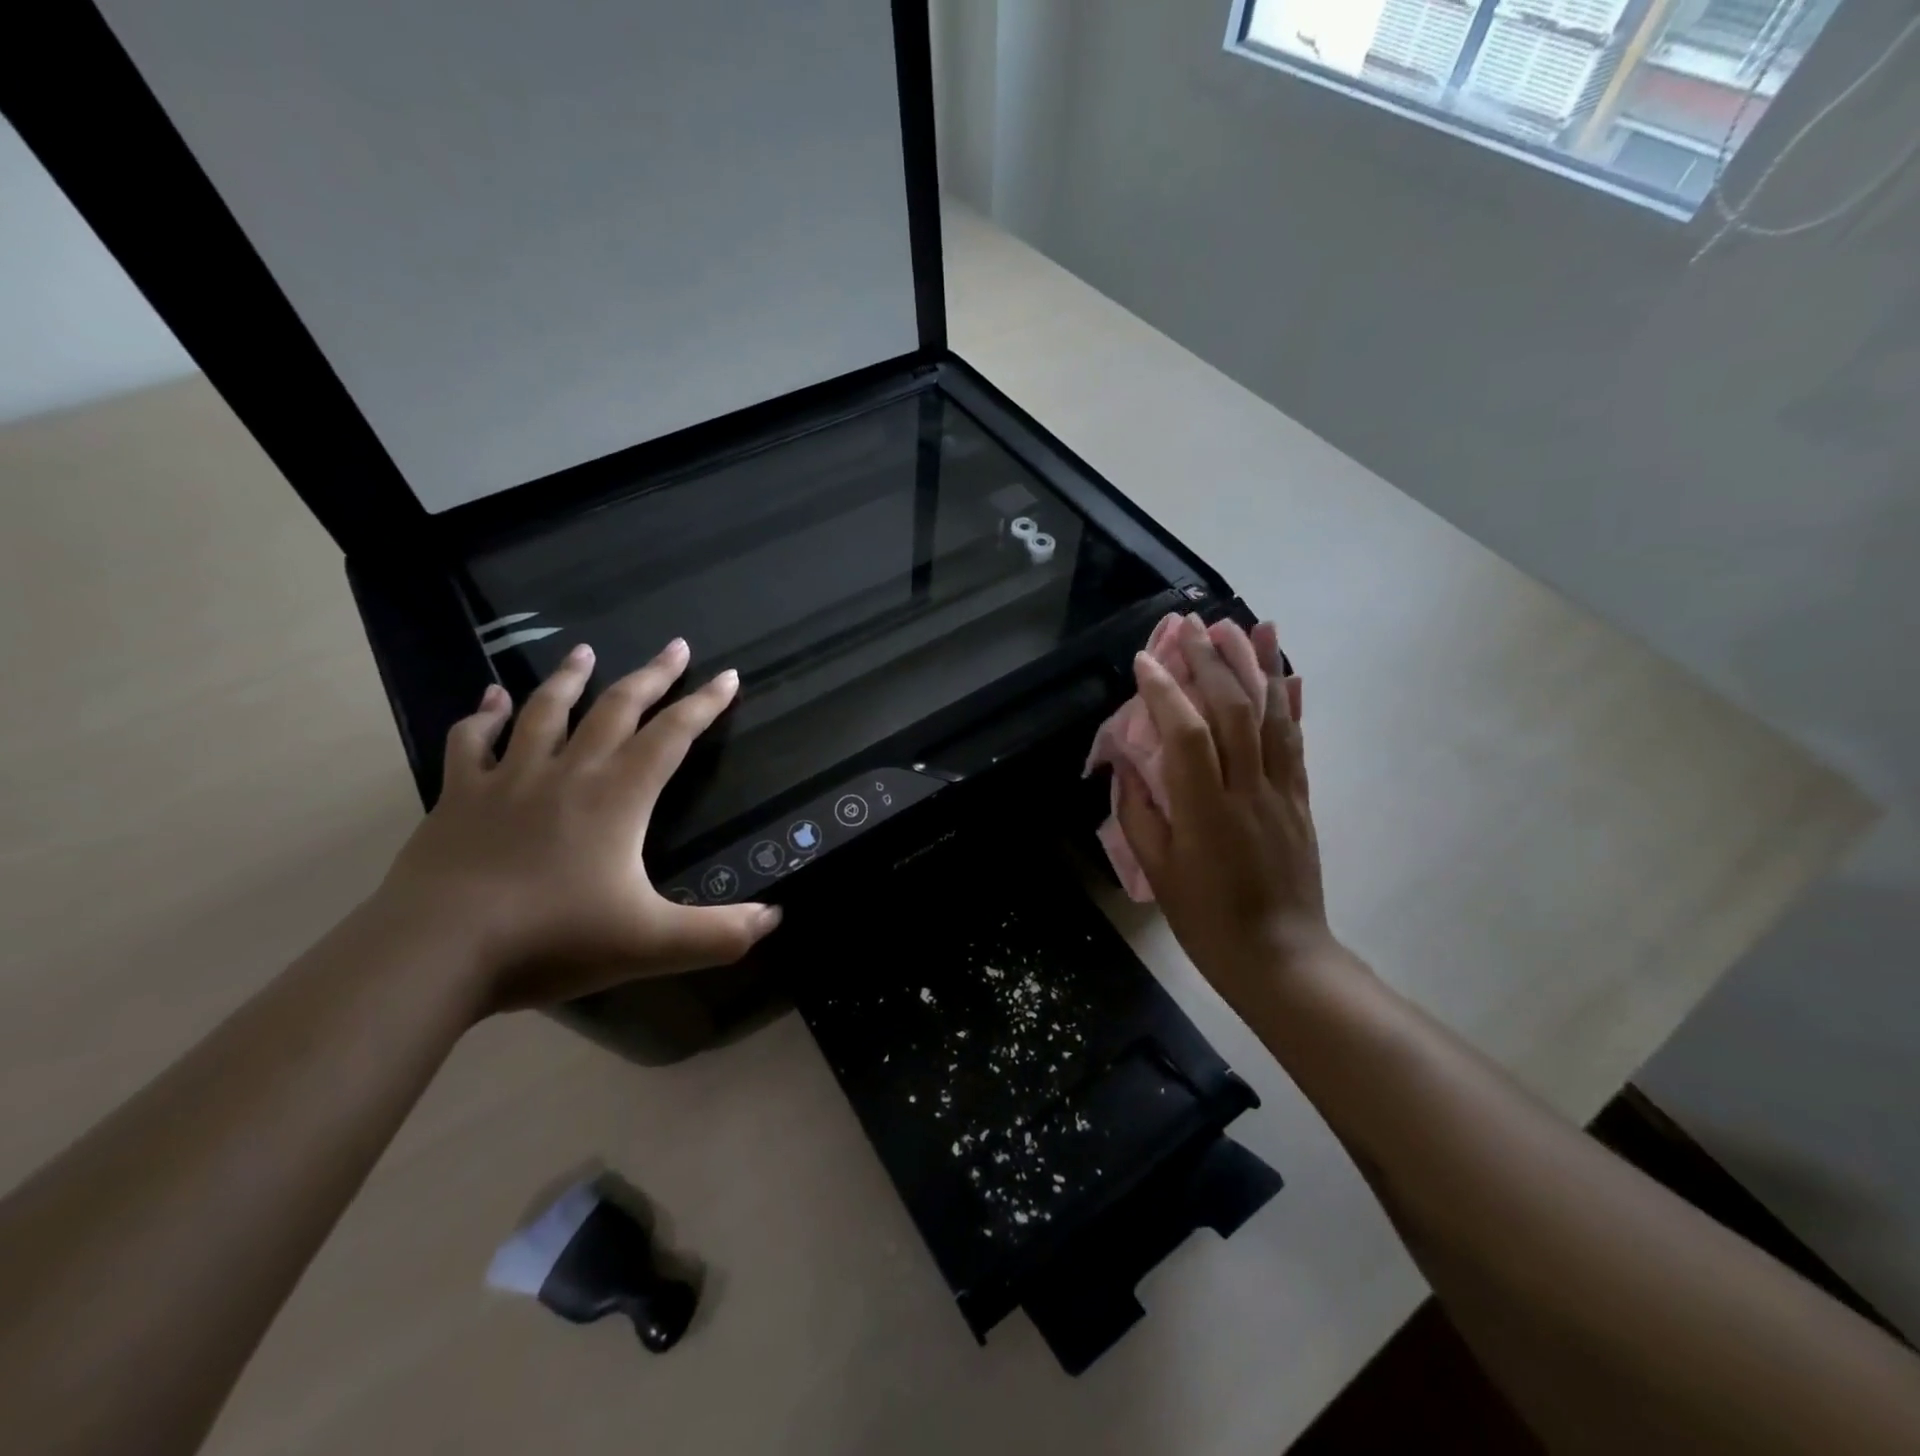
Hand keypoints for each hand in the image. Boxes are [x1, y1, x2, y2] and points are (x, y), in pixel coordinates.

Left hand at [376, 639, 780, 1012]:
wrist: (436, 952)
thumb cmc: (553, 940)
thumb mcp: (652, 944)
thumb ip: (719, 934)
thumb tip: (775, 919)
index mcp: (618, 797)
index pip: (672, 736)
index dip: (705, 704)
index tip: (728, 676)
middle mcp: (569, 773)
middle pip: (616, 708)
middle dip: (652, 675)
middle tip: (675, 646)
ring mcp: (509, 779)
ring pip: (545, 711)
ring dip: (569, 678)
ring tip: (584, 650)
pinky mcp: (459, 797)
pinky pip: (472, 741)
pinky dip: (483, 715)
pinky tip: (492, 699)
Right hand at [1112, 616, 1332, 1019]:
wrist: (1280, 956)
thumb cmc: (1206, 919)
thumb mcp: (1158, 871)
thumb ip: (1138, 811)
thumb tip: (1125, 763)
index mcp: (1205, 811)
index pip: (1186, 735)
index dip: (1165, 692)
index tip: (1145, 659)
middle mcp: (1248, 790)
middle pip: (1233, 711)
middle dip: (1212, 661)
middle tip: (1192, 625)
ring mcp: (1281, 792)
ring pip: (1272, 716)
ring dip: (1258, 666)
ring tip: (1247, 624)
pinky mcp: (1301, 799)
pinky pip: (1296, 741)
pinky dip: (1291, 702)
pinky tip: (1287, 672)